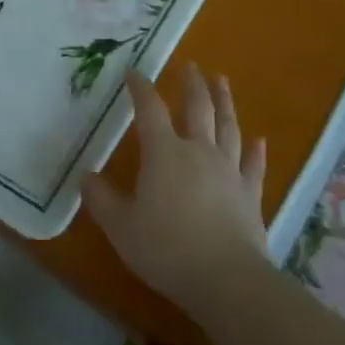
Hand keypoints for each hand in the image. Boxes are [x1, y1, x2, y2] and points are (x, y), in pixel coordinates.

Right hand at [82, 64, 269, 325]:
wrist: (226, 279)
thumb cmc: (167, 249)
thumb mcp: (122, 227)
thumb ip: (102, 200)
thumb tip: (85, 176)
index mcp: (164, 153)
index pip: (150, 110)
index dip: (141, 88)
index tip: (133, 72)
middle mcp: (198, 151)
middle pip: (197, 108)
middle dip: (192, 84)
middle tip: (192, 65)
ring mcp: (229, 170)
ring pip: (228, 126)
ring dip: (225, 102)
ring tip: (221, 81)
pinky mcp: (250, 194)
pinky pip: (254, 165)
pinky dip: (256, 151)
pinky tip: (259, 140)